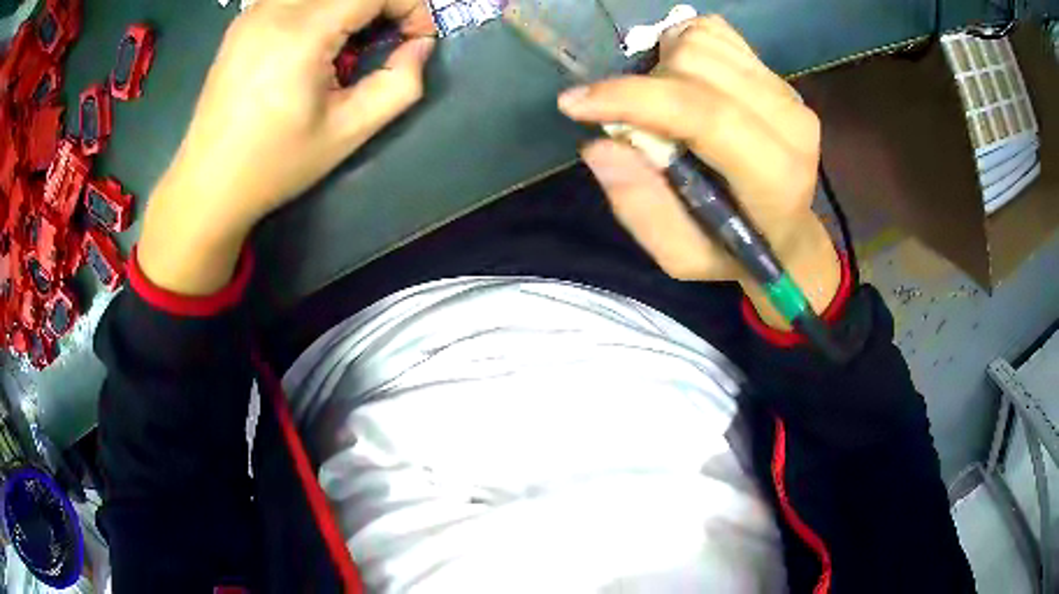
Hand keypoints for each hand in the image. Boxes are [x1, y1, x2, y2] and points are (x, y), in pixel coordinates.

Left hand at [139, 0, 435, 294]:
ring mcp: (254, 11)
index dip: (409, 5)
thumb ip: (399, 84)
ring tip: (351, 42)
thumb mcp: (348, 132)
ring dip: (350, 6)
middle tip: (387, 39)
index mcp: (301, 33)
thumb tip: (419, 46)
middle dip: (381, 4)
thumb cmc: (275, 165)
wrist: (207, 185)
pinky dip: (320, 8)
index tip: (417, 38)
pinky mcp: (243, 21)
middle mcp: (275, 9)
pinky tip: (316, 41)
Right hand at [558, 16, 839, 328]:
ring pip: (701, 41)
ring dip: (662, 66)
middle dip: (646, 88)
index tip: (574, 104)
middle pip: (695, 65)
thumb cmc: (732, 250)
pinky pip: (714, 31)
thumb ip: (643, 210)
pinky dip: (682, 45)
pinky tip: (684, 79)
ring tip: (663, 104)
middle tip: (640, 123)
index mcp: (775, 178)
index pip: (704, 115)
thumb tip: (599, 146)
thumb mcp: (682, 257)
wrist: (787, 234)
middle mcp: (790, 123)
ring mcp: (787, 92)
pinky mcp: (776, 74)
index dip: (634, 99)